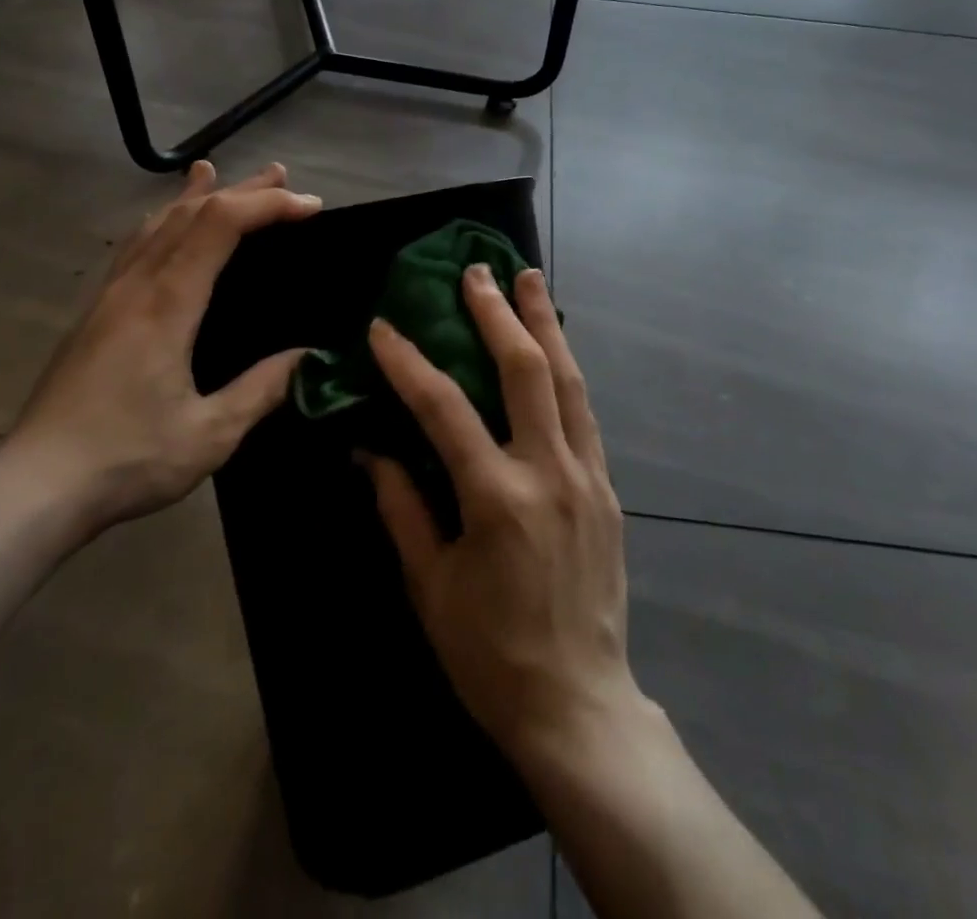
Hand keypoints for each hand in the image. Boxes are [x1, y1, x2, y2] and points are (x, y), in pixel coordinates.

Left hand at [6, 161, 320, 537]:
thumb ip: (261, 389)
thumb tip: (308, 356)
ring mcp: (109, 296)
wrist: (34, 487)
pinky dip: (160, 221)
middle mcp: (136, 286)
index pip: (220, 225)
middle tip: (280, 174)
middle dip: (240, 190)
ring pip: (154, 224)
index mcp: (167, 304)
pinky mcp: (94, 314)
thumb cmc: (127, 460)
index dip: (267, 204)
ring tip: (215, 173)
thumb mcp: (210, 435)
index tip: (309, 206)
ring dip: (193, 196)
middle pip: (189, 213)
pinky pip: (133, 246)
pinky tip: (162, 224)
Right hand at [364, 266, 643, 764]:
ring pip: (568, 381)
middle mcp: (549, 473)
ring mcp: (587, 477)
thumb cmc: (489, 653)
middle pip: (525, 372)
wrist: (578, 704)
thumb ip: (401, 507)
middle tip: (477, 271)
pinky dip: (564, 370)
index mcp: (498, 499)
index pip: (445, 409)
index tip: (383, 327)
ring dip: (544, 324)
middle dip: (497, 314)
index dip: (409, 362)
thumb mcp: (430, 586)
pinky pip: (584, 413)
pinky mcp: (607, 488)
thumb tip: (369, 448)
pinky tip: (553, 348)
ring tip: (529, 278)